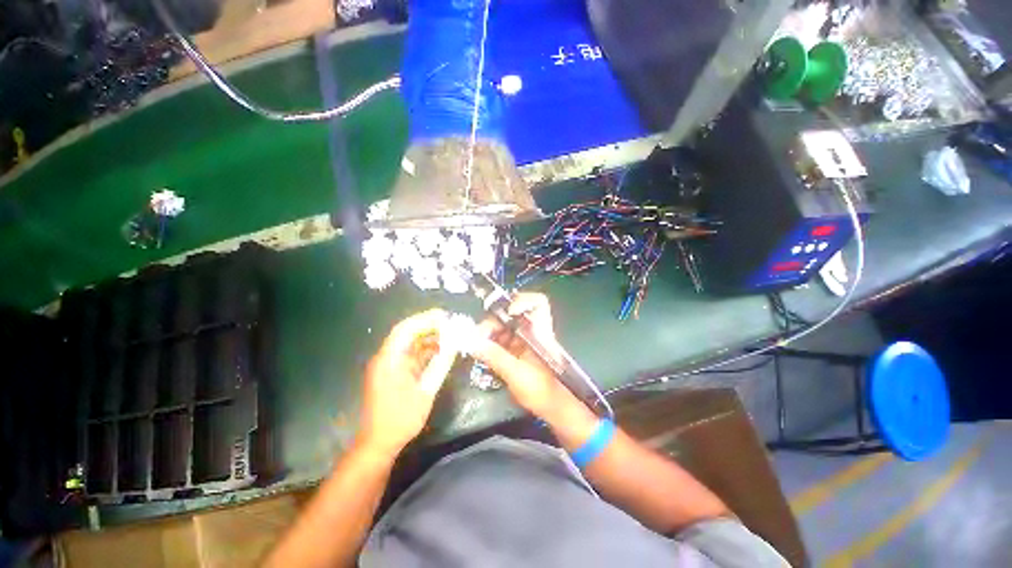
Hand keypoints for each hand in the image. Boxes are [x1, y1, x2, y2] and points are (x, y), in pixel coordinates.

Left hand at [358, 309, 452, 458]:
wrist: (379, 443)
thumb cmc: (401, 419)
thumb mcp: (425, 392)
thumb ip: (440, 365)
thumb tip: (454, 345)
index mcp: (389, 360)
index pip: (405, 329)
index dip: (425, 319)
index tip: (445, 316)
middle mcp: (386, 358)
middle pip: (407, 333)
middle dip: (429, 325)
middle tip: (450, 323)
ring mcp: (389, 365)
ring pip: (410, 343)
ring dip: (428, 337)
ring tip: (450, 334)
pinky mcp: (393, 372)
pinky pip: (411, 354)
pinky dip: (425, 350)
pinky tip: (441, 350)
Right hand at [473, 293, 570, 417]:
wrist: (555, 410)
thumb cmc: (542, 391)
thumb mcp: (516, 374)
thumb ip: (495, 356)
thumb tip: (472, 341)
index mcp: (539, 332)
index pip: (537, 303)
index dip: (521, 300)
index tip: (504, 312)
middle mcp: (533, 333)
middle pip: (513, 315)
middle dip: (494, 322)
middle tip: (478, 336)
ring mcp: (526, 342)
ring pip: (506, 328)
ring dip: (490, 334)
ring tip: (477, 346)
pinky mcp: (520, 353)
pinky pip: (504, 341)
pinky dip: (492, 344)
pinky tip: (483, 353)